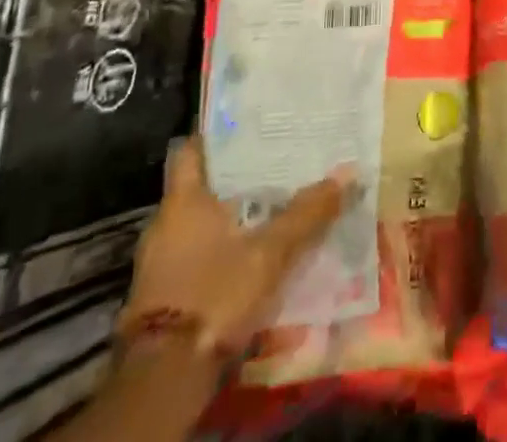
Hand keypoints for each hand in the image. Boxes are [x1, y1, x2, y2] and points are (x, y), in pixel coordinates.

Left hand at [119, 137, 350, 358]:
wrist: (164, 379)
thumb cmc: (214, 294)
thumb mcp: (271, 252)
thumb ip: (307, 213)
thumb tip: (348, 172)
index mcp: (183, 199)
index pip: (190, 149)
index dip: (215, 136)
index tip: (247, 127)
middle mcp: (164, 223)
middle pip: (199, 186)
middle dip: (234, 179)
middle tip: (273, 167)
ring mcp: (158, 262)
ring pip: (198, 224)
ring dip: (227, 218)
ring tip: (268, 210)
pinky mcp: (161, 297)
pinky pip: (193, 257)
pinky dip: (217, 251)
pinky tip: (247, 257)